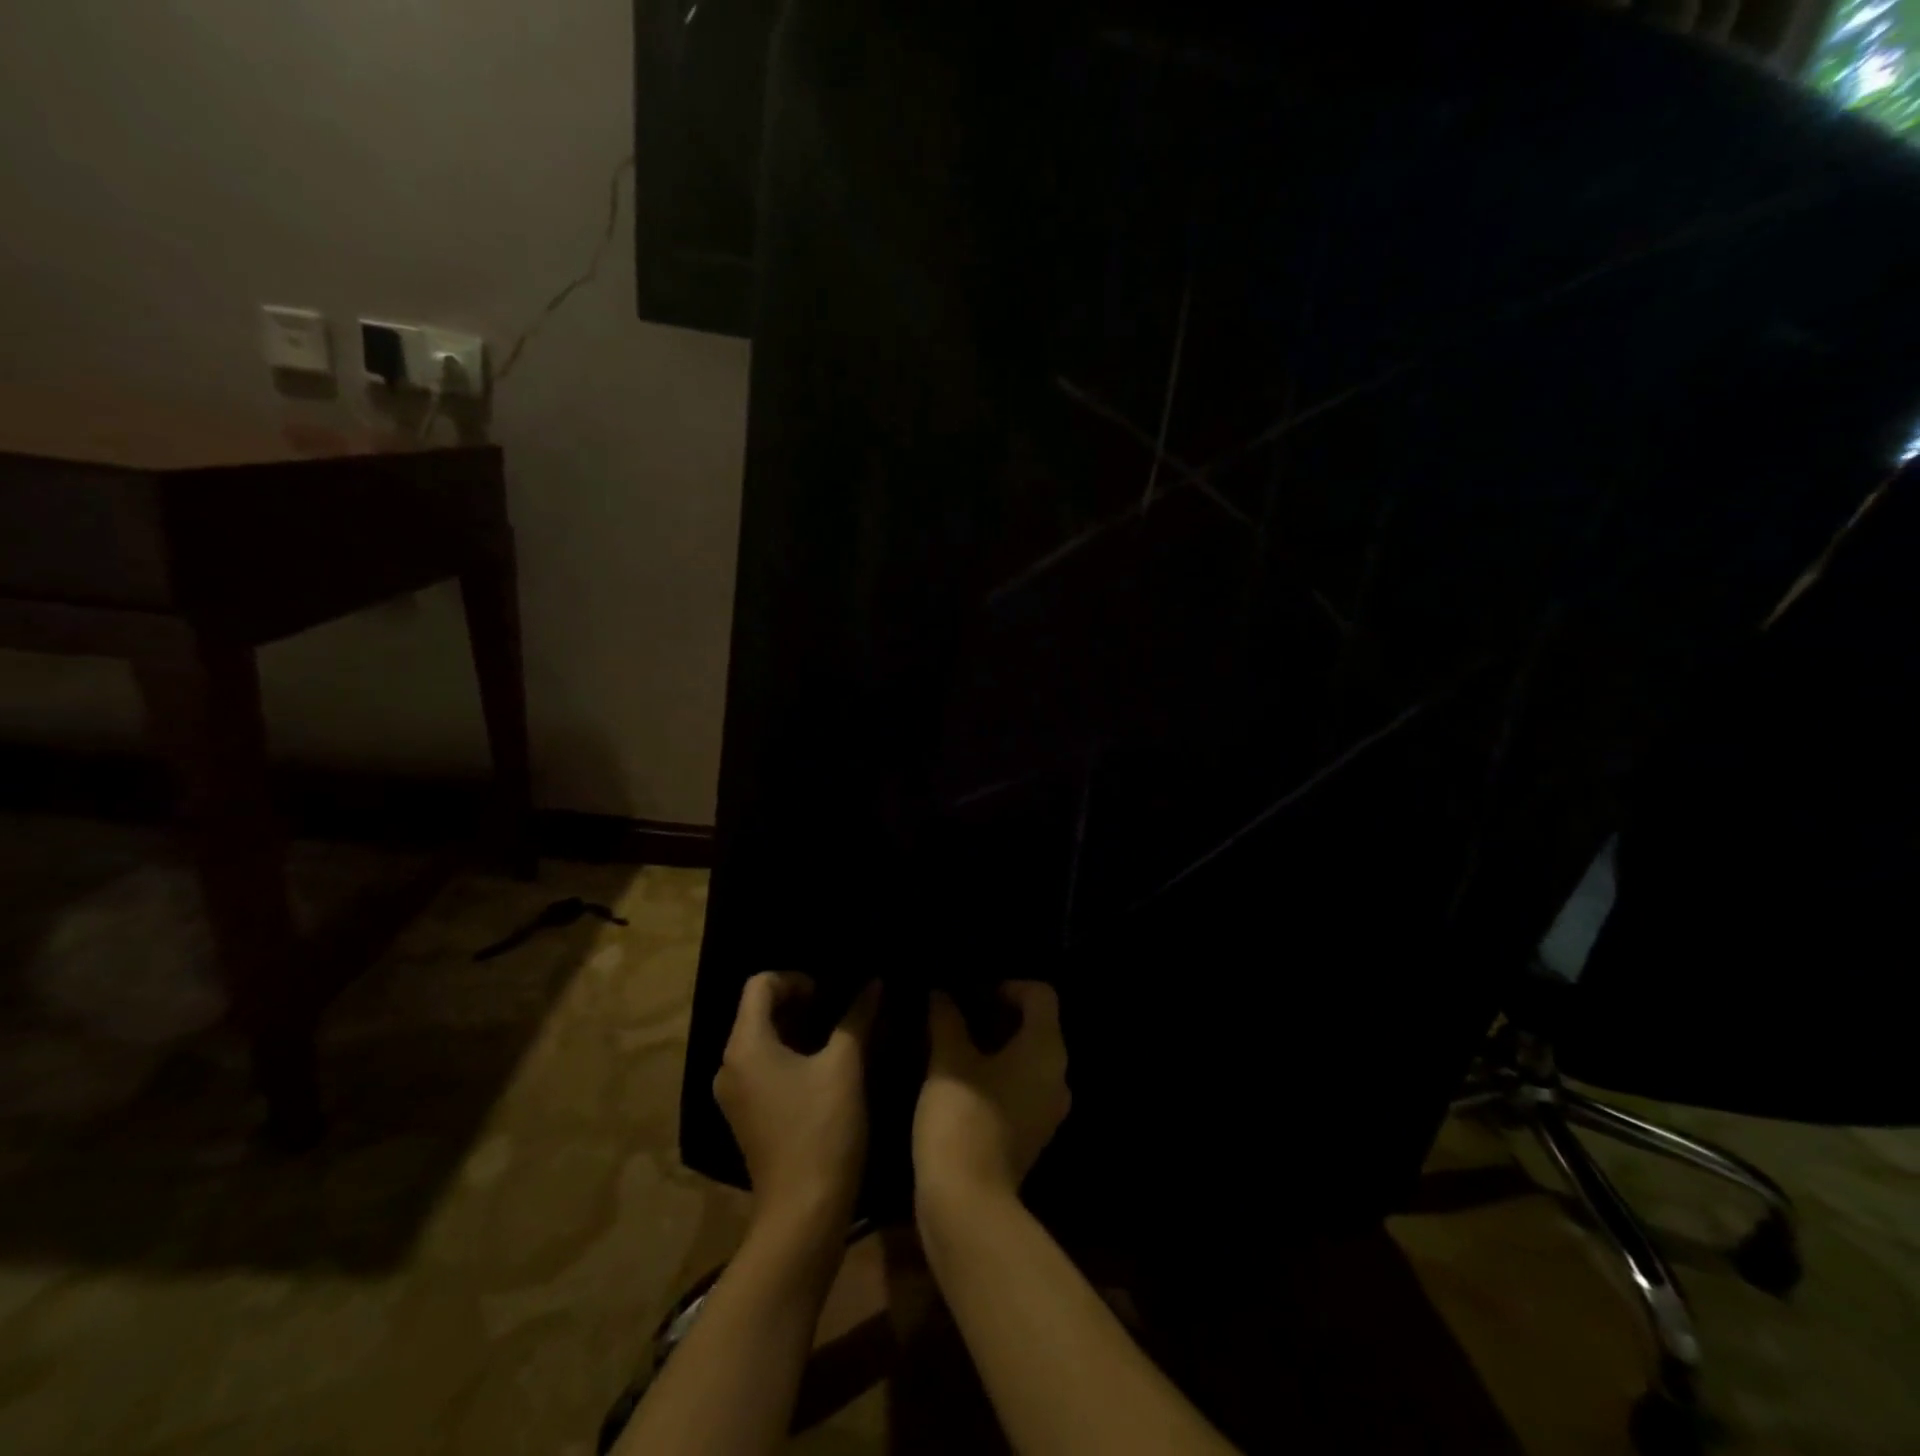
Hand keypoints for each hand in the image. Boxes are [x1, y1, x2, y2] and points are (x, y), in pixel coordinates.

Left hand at [713, 973, 879, 1235]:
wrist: (803, 1213)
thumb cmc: (823, 1129)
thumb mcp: (846, 1065)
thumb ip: (857, 1017)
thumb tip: (873, 982)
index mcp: (745, 1045)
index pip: (759, 984)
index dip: (797, 978)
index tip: (831, 993)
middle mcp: (729, 1065)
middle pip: (758, 1011)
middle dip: (801, 1002)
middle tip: (841, 1009)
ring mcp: (734, 1094)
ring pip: (763, 1039)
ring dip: (798, 1029)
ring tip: (839, 1035)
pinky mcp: (746, 1115)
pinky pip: (764, 1066)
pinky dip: (791, 1055)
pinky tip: (825, 1067)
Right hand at [913, 981, 1070, 1206]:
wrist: (967, 1202)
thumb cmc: (962, 1117)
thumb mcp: (948, 1059)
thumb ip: (947, 1018)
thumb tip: (941, 993)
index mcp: (1046, 1049)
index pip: (1041, 994)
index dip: (1007, 985)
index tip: (971, 993)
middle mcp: (1058, 1075)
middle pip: (1037, 1025)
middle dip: (998, 1013)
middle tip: (958, 1012)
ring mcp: (1049, 1108)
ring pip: (1028, 1057)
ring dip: (996, 1044)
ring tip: (956, 1041)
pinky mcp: (1034, 1132)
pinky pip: (1023, 1086)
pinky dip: (999, 1073)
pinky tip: (963, 1077)